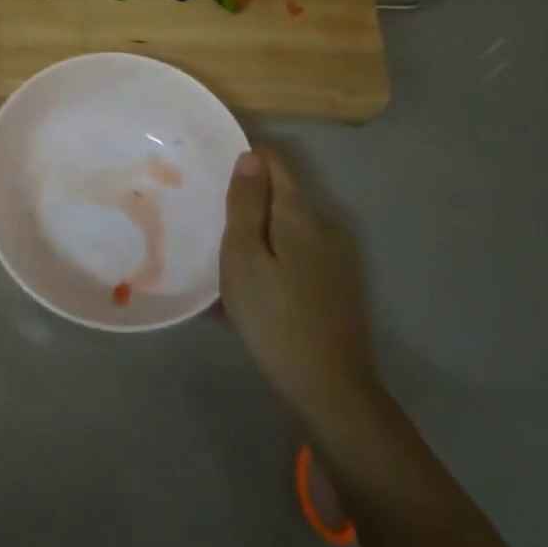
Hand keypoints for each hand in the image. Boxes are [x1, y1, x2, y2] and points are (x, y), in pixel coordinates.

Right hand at [219, 147, 382, 432]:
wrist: (331, 390)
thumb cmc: (275, 317)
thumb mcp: (244, 257)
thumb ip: (246, 204)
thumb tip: (250, 156)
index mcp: (301, 214)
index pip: (275, 162)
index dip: (246, 157)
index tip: (213, 170)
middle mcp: (325, 228)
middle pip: (280, 199)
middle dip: (246, 206)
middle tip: (209, 228)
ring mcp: (336, 260)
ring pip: (285, 233)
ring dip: (256, 242)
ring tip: (222, 271)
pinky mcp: (338, 288)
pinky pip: (296, 261)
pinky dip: (270, 267)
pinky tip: (247, 299)